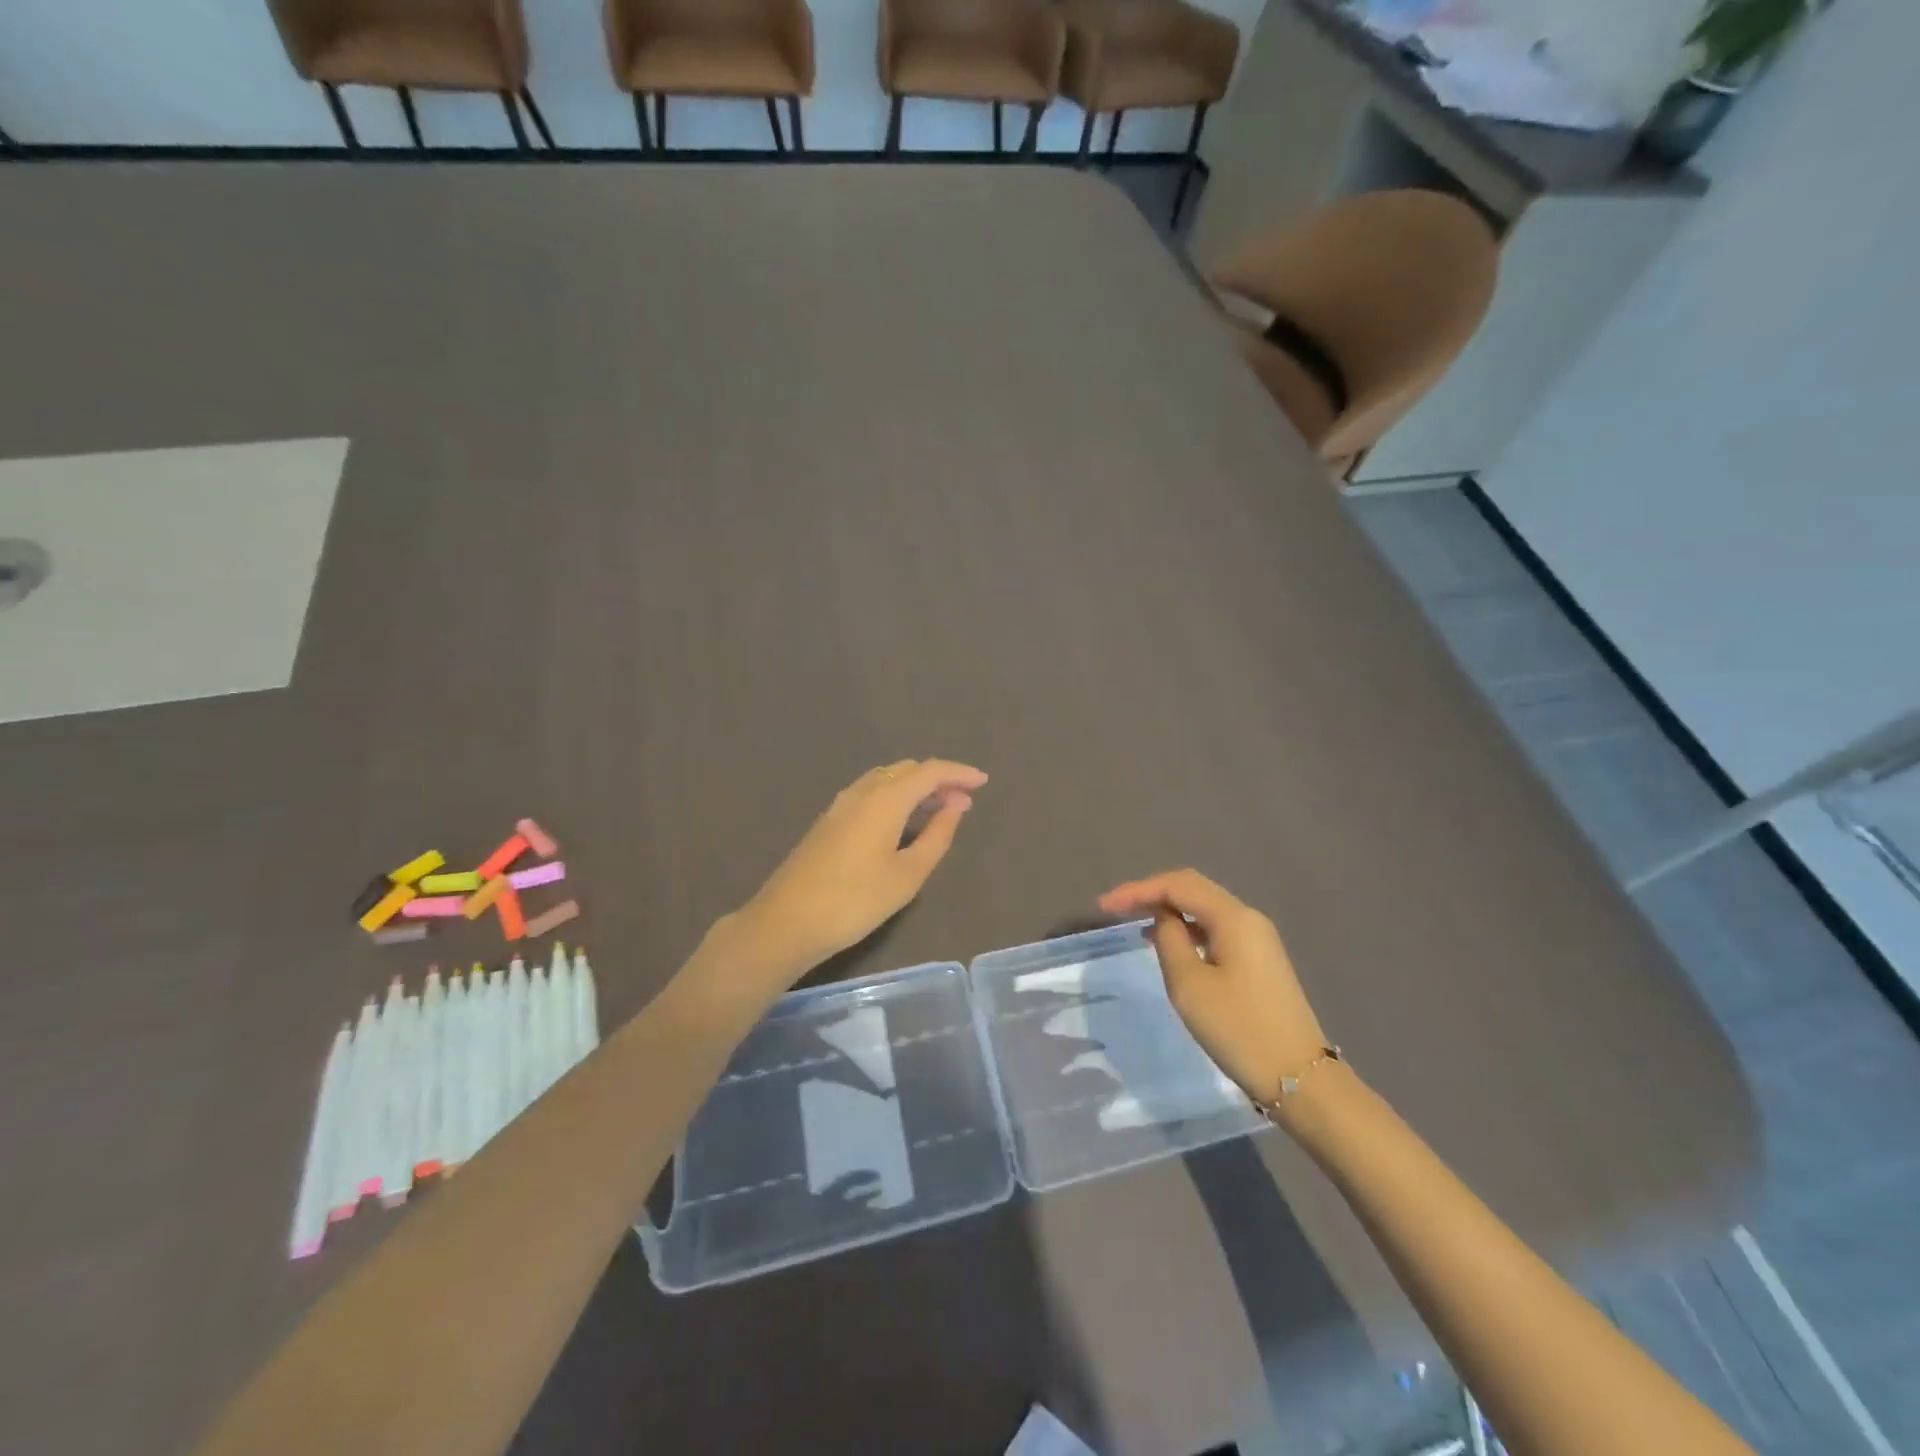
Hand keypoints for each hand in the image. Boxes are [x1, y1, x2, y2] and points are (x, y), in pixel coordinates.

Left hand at [735, 759, 987, 982]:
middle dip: (938, 779)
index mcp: (885, 799)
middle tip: (963, 801)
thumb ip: (937, 835)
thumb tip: (956, 805)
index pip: (929, 771)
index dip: (958, 772)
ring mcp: (840, 805)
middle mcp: (862, 791)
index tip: (983, 781)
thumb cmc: (855, 901)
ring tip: (939, 810)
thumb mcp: (907, 874)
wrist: (786, 922)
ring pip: (886, 780)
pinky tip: (902, 821)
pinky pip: (871, 793)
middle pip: (906, 770)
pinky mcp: (829, 821)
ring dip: (915, 787)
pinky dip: (895, 797)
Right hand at [1098, 869, 1328, 1105]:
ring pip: (1205, 909)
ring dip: (1169, 910)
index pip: (1178, 885)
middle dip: (1152, 893)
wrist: (1300, 1077)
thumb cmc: (1239, 1028)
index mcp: (1234, 917)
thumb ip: (1170, 940)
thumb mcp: (1190, 984)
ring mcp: (1258, 940)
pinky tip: (1168, 943)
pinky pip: (1215, 930)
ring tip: (1134, 923)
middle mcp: (1248, 919)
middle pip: (1193, 889)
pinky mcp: (1259, 961)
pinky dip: (1187, 929)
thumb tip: (1165, 920)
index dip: (1137, 889)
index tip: (1103, 906)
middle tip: (1115, 909)